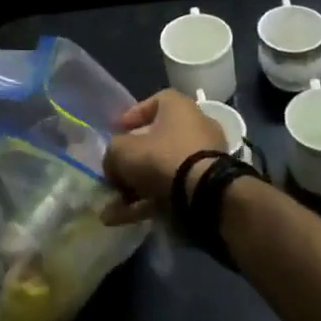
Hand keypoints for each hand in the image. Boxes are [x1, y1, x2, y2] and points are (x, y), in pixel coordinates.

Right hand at [101, 90, 228, 224]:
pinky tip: (124, 218)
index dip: (133, 116)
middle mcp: (196, 127)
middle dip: (134, 159)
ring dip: (137, 187)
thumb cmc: (163, 158)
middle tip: (116, 172)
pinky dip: (150, 202)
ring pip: (164, 169)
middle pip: (158, 140)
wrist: (207, 196)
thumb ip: (112, 154)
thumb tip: (113, 167)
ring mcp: (205, 158)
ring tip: (113, 206)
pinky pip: (174, 189)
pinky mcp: (208, 186)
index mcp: (179, 107)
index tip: (118, 131)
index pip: (154, 102)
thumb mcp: (123, 151)